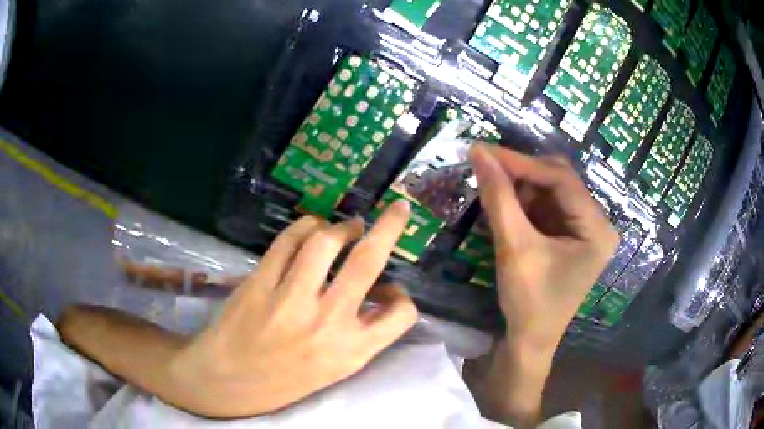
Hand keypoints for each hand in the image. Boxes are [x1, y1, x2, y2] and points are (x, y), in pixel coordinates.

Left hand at [164, 202, 416, 417]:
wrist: (229, 380)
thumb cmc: (286, 379)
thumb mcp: (335, 368)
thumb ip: (362, 334)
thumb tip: (378, 293)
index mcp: (351, 351)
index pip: (401, 315)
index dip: (403, 297)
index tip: (391, 290)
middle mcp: (326, 323)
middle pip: (367, 261)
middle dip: (390, 227)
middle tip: (398, 209)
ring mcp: (289, 301)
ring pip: (324, 242)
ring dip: (341, 227)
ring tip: (345, 228)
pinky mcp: (259, 283)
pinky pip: (288, 241)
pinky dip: (305, 227)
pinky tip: (310, 229)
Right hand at [465, 144, 617, 427]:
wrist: (529, 342)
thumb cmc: (529, 302)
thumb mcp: (514, 248)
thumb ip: (499, 198)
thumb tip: (479, 152)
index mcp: (597, 228)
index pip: (561, 179)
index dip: (522, 162)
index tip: (484, 151)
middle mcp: (597, 223)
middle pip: (559, 181)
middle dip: (522, 172)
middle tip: (486, 164)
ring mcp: (584, 229)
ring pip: (551, 191)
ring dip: (521, 185)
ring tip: (491, 181)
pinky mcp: (569, 236)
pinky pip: (547, 207)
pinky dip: (524, 201)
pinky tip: (504, 200)